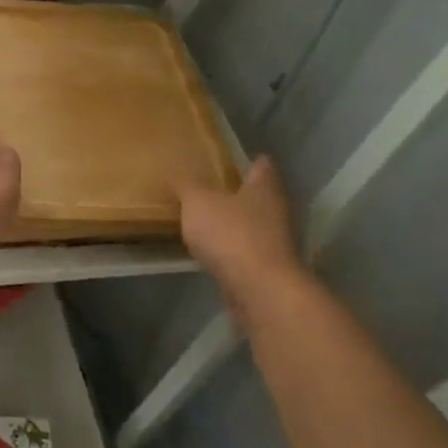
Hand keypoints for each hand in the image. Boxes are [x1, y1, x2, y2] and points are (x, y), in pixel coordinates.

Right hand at [180, 157, 305, 313]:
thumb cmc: (231, 234)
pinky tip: (207, 248)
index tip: (225, 158)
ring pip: (250, 223)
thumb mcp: (197, 201)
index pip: (261, 165)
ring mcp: (273, 241)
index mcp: (264, 187)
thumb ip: (185, 184)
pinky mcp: (265, 267)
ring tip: (200, 218)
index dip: (246, 160)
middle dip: (234, 191)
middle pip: (256, 194)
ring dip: (230, 221)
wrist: (258, 289)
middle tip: (204, 187)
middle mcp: (275, 210)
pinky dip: (228, 247)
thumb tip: (173, 170)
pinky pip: (243, 249)